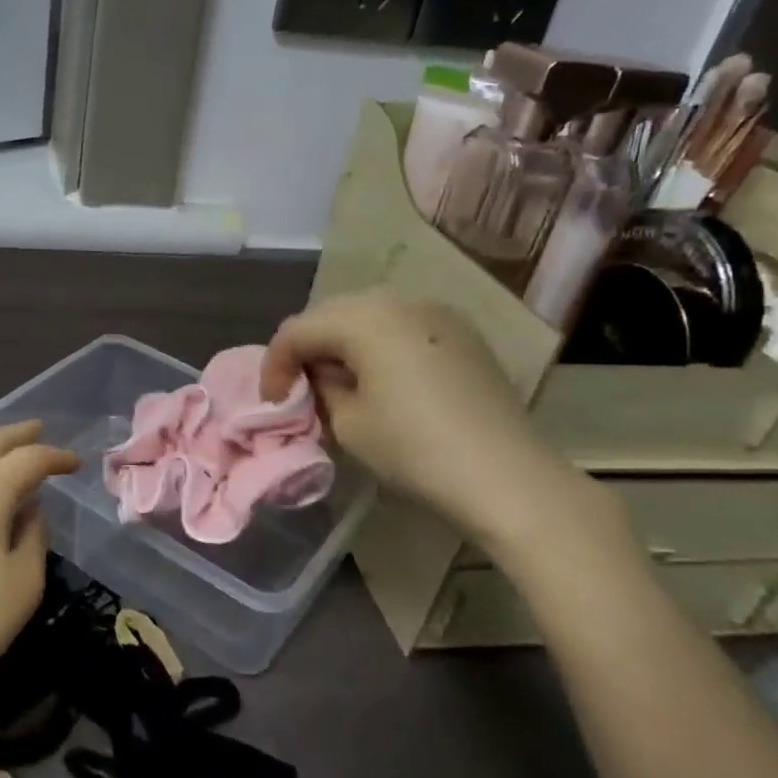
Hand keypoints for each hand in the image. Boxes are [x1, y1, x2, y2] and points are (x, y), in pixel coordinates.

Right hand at [259, 290, 611, 555]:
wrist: (506, 476)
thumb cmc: (415, 450)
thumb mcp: (348, 424)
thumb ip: (319, 389)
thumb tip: (318, 377)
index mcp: (365, 317)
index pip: (298, 330)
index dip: (274, 365)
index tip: (270, 402)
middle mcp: (400, 300)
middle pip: (332, 313)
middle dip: (307, 348)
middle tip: (297, 388)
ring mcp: (437, 313)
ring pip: (369, 315)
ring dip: (342, 343)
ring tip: (336, 381)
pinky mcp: (462, 333)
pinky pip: (402, 326)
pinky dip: (378, 344)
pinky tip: (379, 378)